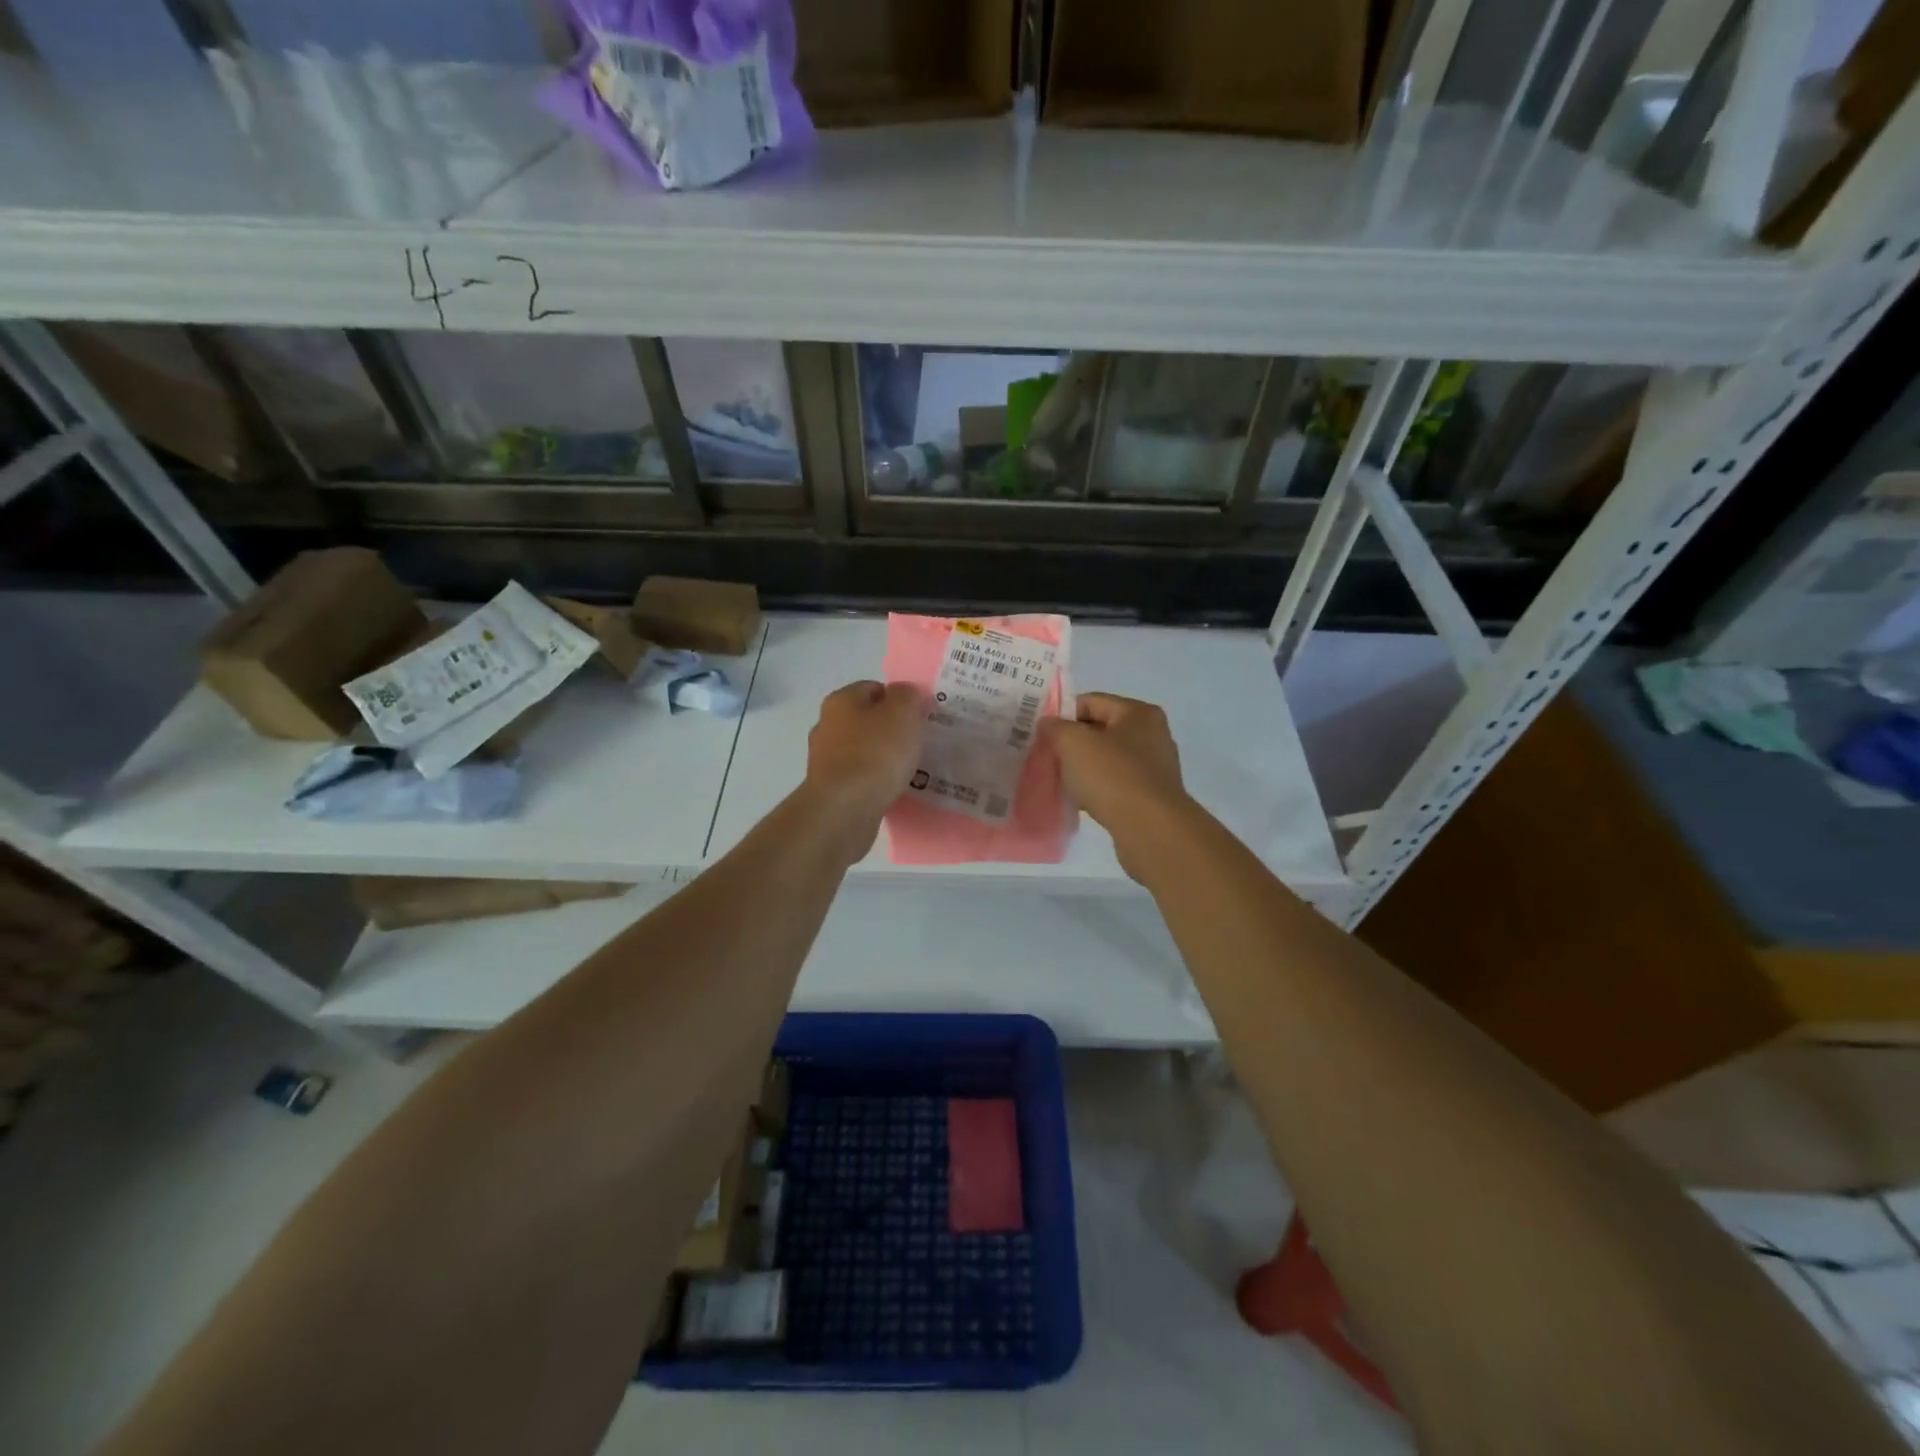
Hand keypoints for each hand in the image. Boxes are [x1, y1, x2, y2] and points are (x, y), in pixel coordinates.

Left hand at [804, 680, 925, 834]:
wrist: (844, 810)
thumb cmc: (875, 754)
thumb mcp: (902, 713)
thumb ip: (908, 696)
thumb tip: (905, 693)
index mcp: (841, 700)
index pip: (874, 688)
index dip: (900, 699)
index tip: (921, 717)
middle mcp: (827, 725)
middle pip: (867, 720)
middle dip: (892, 730)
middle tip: (919, 743)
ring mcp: (825, 760)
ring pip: (863, 750)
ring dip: (884, 758)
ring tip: (910, 770)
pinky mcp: (829, 789)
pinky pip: (860, 778)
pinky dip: (875, 781)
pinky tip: (893, 791)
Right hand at [1042, 693, 1191, 877]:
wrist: (1150, 829)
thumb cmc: (1112, 776)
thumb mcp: (1073, 743)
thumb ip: (1056, 727)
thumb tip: (1048, 723)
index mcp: (1138, 713)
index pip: (1091, 702)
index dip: (1062, 714)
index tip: (1041, 734)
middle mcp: (1152, 735)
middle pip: (1100, 730)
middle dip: (1072, 742)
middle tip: (1046, 756)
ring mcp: (1154, 767)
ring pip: (1107, 759)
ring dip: (1083, 768)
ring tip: (1060, 781)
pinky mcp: (1151, 796)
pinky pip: (1115, 784)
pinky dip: (1097, 789)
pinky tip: (1080, 801)